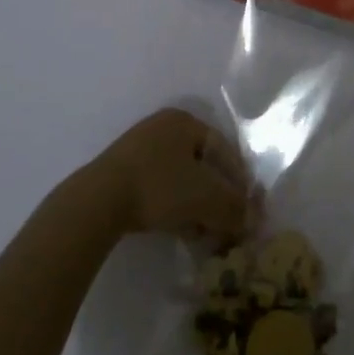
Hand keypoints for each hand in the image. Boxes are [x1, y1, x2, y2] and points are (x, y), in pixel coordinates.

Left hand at [87, 108, 254, 242]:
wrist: (98, 201)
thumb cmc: (160, 186)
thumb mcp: (206, 197)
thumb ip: (235, 208)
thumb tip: (255, 221)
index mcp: (185, 120)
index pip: (225, 149)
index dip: (241, 180)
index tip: (249, 209)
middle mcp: (163, 127)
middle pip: (203, 165)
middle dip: (219, 197)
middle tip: (229, 224)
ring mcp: (140, 149)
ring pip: (182, 179)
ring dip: (198, 206)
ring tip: (207, 234)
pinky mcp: (123, 173)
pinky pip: (161, 188)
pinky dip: (176, 208)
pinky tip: (182, 231)